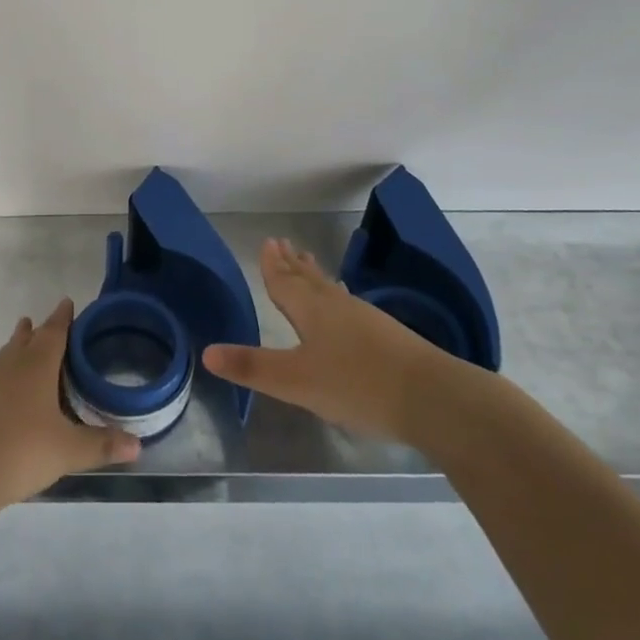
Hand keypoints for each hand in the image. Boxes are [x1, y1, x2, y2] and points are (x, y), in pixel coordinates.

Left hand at [0, 299, 139, 513]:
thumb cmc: (21, 454)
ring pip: (2, 353)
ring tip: (21, 327)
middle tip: (45, 322)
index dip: (63, 319)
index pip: (55, 334)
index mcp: (39, 368)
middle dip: (39, 331)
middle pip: (28, 341)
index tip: (67, 303)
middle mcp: (10, 365)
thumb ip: (101, 445)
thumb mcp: (68, 452)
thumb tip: (138, 445)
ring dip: (13, 342)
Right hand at [203, 239, 453, 441]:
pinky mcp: (387, 337)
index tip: (268, 241)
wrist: (432, 397)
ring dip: (315, 276)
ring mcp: (366, 319)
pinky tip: (346, 307)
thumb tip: (206, 352)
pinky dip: (337, 298)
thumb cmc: (357, 385)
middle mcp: (337, 306)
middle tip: (284, 243)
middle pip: (309, 280)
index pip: (285, 281)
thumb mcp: (296, 382)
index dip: (273, 265)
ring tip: (310, 264)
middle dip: (293, 264)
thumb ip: (253, 367)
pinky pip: (349, 305)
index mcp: (311, 310)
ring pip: (331, 290)